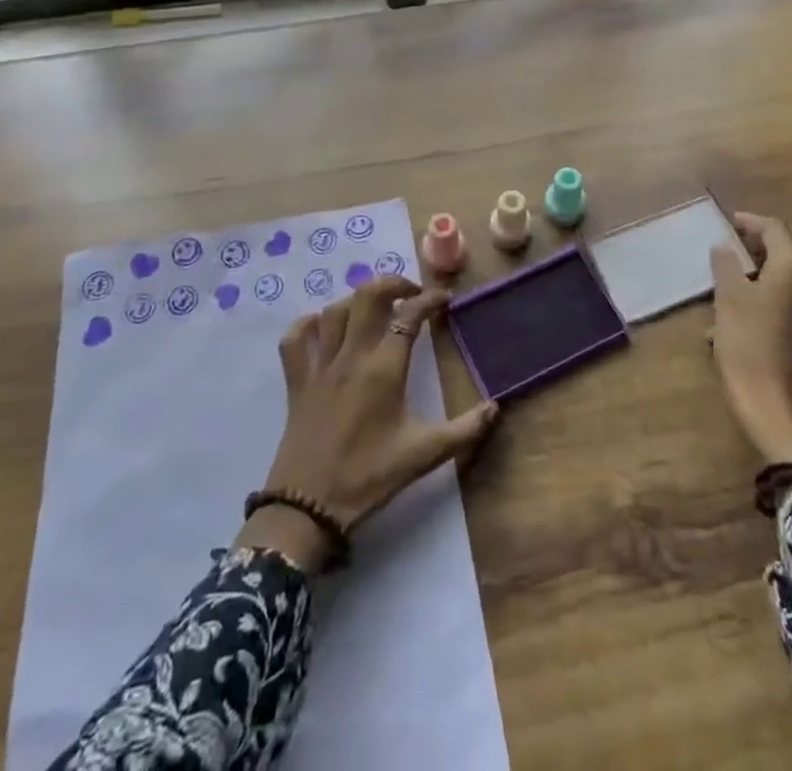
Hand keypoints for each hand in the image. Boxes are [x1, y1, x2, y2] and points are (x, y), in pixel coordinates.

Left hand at [237, 277, 498, 571]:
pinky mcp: (296, 381)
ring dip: (357, 300)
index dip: (430, 300)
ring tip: (375, 307)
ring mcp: (320, 366)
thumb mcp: (424, 454)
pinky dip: (307, 324)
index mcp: (384, 368)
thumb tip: (496, 407)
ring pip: (334, 311)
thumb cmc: (369, 477)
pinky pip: (295, 340)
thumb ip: (464, 430)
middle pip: (368, 296)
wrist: (309, 508)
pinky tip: (322, 326)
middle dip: (392, 283)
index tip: (445, 299)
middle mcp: (351, 355)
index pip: (410, 315)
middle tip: (411, 292)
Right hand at [710, 213, 791, 465]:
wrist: (780, 413)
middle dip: (786, 242)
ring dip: (787, 269)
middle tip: (755, 249)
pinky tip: (755, 314)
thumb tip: (725, 248)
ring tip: (748, 281)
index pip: (777, 231)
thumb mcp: (727, 301)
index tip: (732, 222)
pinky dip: (788, 294)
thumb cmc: (750, 348)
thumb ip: (726, 267)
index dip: (753, 222)